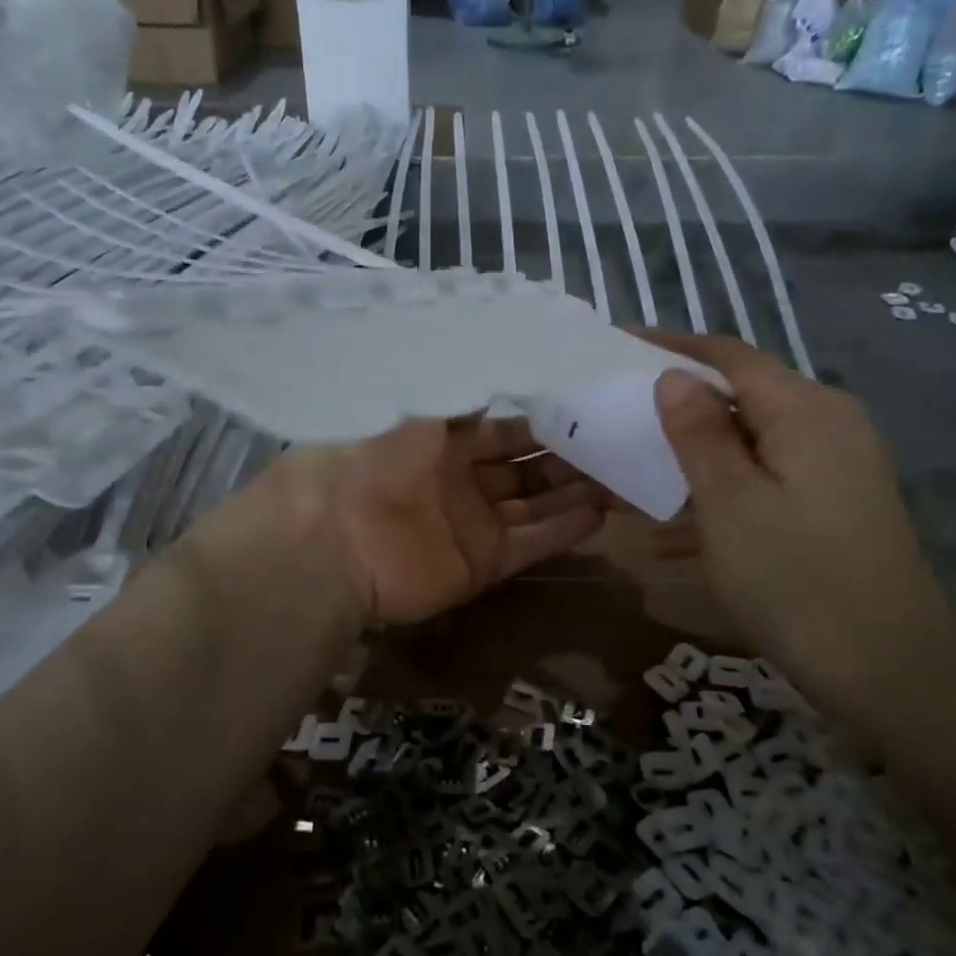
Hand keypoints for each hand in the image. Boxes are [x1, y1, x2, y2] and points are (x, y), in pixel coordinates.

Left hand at [269, 418, 608, 627]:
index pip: (500, 430)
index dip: (539, 422)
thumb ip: (455, 406)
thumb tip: (490, 390)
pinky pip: (531, 544)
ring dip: (574, 492)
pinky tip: (602, 513)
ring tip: (624, 476)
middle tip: (618, 441)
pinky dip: (563, 531)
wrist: (331, 540)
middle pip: (524, 468)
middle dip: (567, 457)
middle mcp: (458, 481)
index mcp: (438, 441)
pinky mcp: (480, 565)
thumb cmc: (369, 461)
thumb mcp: (410, 416)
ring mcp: (471, 525)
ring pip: (534, 505)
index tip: (584, 409)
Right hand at [647, 334, 955, 710]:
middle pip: (743, 396)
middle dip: (679, 404)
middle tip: (620, 414)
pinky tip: (674, 534)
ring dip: (694, 455)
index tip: (620, 344)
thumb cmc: (795, 579)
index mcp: (805, 411)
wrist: (888, 671)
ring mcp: (838, 467)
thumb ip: (699, 433)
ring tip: (637, 472)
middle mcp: (829, 425)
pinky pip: (767, 481)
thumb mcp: (730, 503)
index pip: (730, 357)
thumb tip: (675, 377)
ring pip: (751, 443)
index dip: (673, 347)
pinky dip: (722, 494)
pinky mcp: (836, 505)